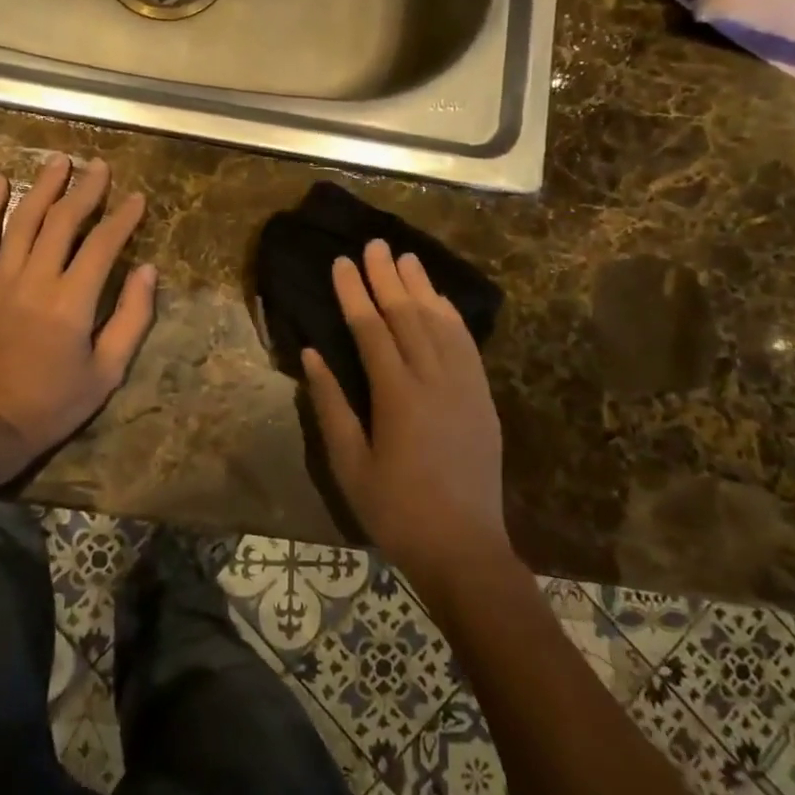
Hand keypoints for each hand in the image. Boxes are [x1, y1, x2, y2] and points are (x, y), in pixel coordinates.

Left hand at [0, 155, 155, 472]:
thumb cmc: (51, 403)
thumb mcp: (107, 372)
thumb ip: (131, 318)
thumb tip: (149, 271)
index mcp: (73, 300)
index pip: (104, 244)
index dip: (123, 218)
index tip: (137, 198)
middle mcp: (36, 278)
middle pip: (63, 221)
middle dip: (85, 190)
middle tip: (99, 167)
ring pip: (23, 219)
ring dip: (43, 187)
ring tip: (60, 161)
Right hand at [303, 240, 510, 589]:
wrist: (465, 550)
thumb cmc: (396, 511)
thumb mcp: (349, 464)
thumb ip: (330, 405)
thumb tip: (312, 354)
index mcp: (397, 396)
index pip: (371, 329)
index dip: (355, 293)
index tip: (341, 262)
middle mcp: (434, 380)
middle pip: (408, 315)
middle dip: (388, 277)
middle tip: (374, 244)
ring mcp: (464, 387)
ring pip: (440, 323)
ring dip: (421, 287)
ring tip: (406, 257)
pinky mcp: (483, 398)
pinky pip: (466, 345)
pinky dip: (451, 316)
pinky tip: (441, 300)